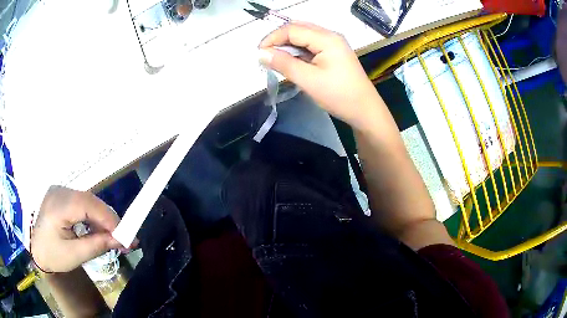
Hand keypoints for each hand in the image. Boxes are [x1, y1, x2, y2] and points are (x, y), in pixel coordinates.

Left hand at [30, 186, 128, 272]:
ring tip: (113, 236)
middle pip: (90, 200)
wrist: (36, 249)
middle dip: (109, 219)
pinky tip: (98, 229)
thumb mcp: (75, 255)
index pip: (88, 205)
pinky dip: (94, 216)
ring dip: (103, 218)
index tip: (127, 236)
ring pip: (88, 200)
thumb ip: (97, 245)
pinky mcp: (62, 195)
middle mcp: (59, 191)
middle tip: (124, 238)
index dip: (109, 218)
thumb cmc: (52, 255)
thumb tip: (121, 240)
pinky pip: (82, 202)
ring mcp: (60, 191)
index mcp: (57, 206)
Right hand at [259, 22, 381, 128]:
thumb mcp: (309, 80)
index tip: (259, 53)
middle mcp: (331, 36)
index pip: (293, 29)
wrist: (365, 110)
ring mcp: (334, 44)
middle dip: (279, 39)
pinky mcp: (334, 53)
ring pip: (305, 36)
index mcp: (327, 39)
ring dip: (288, 44)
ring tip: (276, 59)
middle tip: (266, 54)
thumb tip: (261, 54)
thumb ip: (284, 64)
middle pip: (299, 28)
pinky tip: (292, 61)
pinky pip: (311, 45)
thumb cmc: (339, 96)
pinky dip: (298, 51)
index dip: (272, 38)